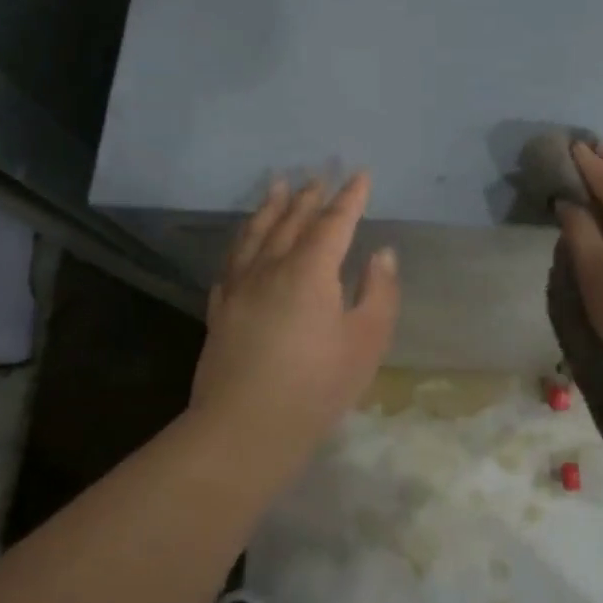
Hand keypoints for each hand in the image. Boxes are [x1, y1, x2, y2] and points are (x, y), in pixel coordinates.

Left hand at [190, 172, 400, 453]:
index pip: (333, 223)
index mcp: (310, 271)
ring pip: (256, 234)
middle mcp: (271, 267)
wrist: (244, 428)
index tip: (359, 175)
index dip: (349, 198)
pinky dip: (242, 242)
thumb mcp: (366, 342)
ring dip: (270, 207)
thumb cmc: (316, 386)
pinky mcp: (221, 309)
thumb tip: (381, 254)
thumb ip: (379, 292)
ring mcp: (240, 287)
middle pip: (291, 221)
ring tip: (277, 185)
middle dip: (309, 196)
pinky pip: (232, 261)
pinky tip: (244, 242)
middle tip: (318, 174)